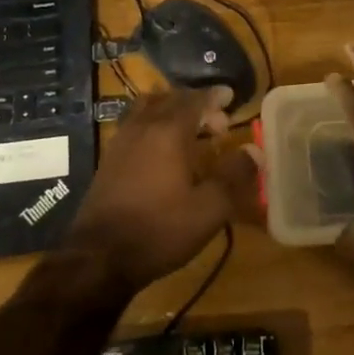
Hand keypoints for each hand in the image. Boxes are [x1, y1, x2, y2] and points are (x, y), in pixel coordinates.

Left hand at [65, 86, 259, 294]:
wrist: (99, 257)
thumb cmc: (160, 230)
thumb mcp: (209, 209)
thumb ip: (233, 176)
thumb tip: (254, 151)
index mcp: (169, 132)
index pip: (195, 100)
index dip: (214, 96)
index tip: (230, 96)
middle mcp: (143, 128)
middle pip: (170, 100)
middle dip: (196, 104)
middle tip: (217, 122)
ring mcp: (120, 142)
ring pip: (147, 110)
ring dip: (170, 111)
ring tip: (189, 129)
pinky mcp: (108, 160)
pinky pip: (134, 126)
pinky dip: (152, 126)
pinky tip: (161, 151)